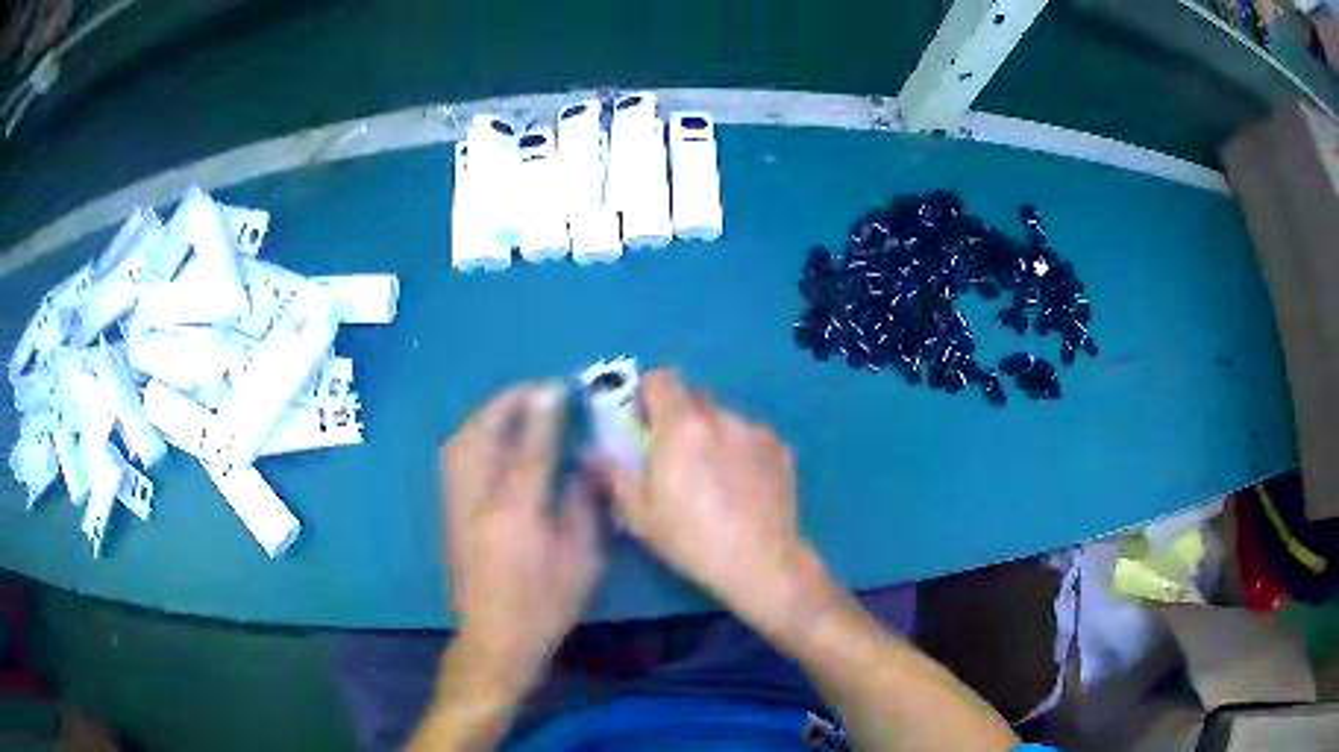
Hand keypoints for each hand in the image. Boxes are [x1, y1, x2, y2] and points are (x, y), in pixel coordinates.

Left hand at [441, 382, 603, 693]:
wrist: (494, 637)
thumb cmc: (546, 603)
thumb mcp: (582, 559)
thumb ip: (584, 505)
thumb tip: (585, 462)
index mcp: (517, 510)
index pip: (530, 446)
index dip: (543, 411)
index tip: (556, 386)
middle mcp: (479, 499)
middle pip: (483, 435)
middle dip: (506, 404)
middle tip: (533, 390)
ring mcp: (457, 505)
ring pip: (460, 443)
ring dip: (484, 416)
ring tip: (510, 407)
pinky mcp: (449, 514)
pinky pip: (454, 459)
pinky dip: (471, 436)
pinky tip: (489, 438)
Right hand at [595, 370, 831, 636]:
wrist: (761, 562)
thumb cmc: (691, 539)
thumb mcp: (640, 514)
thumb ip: (614, 474)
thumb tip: (591, 452)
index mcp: (682, 426)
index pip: (661, 379)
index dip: (647, 394)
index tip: (643, 422)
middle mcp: (721, 417)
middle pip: (693, 396)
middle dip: (679, 416)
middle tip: (674, 454)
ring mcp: (755, 431)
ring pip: (723, 417)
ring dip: (711, 433)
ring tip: (713, 475)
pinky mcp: (780, 449)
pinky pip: (750, 436)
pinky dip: (740, 450)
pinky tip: (742, 486)